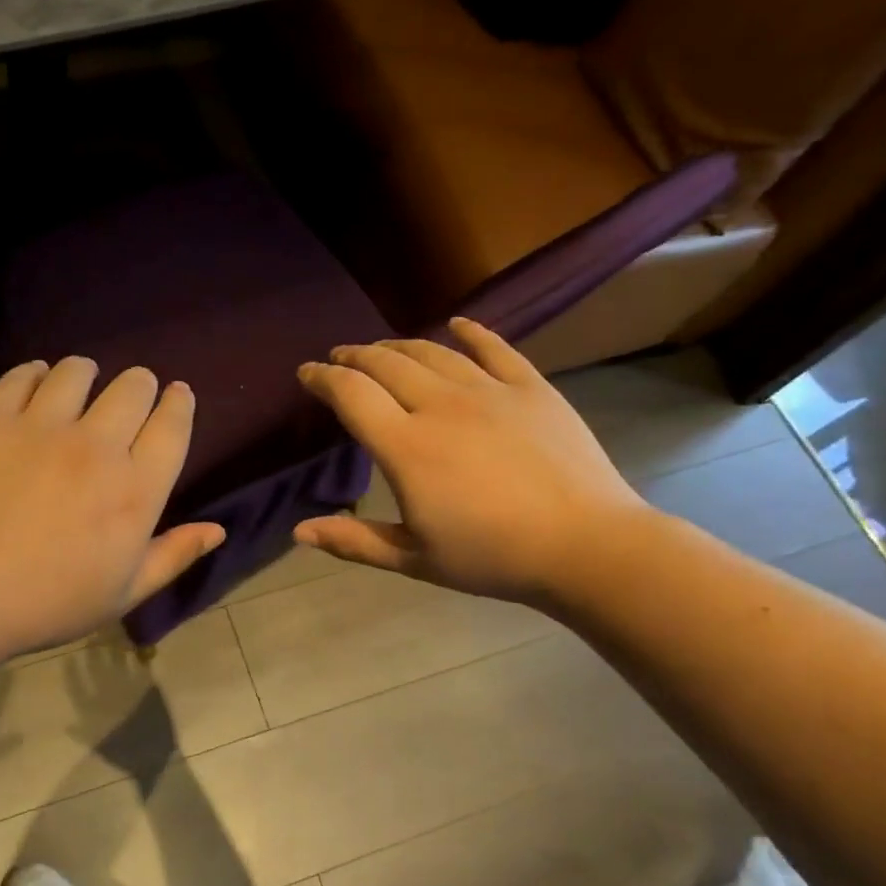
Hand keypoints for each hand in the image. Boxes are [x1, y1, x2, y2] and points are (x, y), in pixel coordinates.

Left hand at [0, 357, 224, 658]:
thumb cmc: (47, 603)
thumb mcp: (122, 593)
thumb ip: (174, 555)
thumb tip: (218, 529)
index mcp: (136, 490)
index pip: (172, 424)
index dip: (179, 402)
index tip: (176, 395)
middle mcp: (97, 446)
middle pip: (134, 386)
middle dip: (140, 386)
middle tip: (127, 400)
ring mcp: (41, 426)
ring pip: (78, 370)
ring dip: (87, 376)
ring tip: (77, 391)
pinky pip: (23, 375)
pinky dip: (36, 376)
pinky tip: (34, 390)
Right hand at [293, 318, 653, 605]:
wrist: (587, 546)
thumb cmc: (492, 557)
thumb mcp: (414, 559)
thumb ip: (354, 541)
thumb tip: (299, 532)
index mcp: (406, 447)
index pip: (350, 395)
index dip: (322, 378)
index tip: (307, 373)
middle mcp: (440, 406)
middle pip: (385, 364)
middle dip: (354, 356)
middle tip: (339, 358)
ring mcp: (488, 391)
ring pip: (432, 352)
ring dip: (398, 346)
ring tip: (382, 349)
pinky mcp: (530, 388)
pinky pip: (495, 348)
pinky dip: (471, 333)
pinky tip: (457, 326)